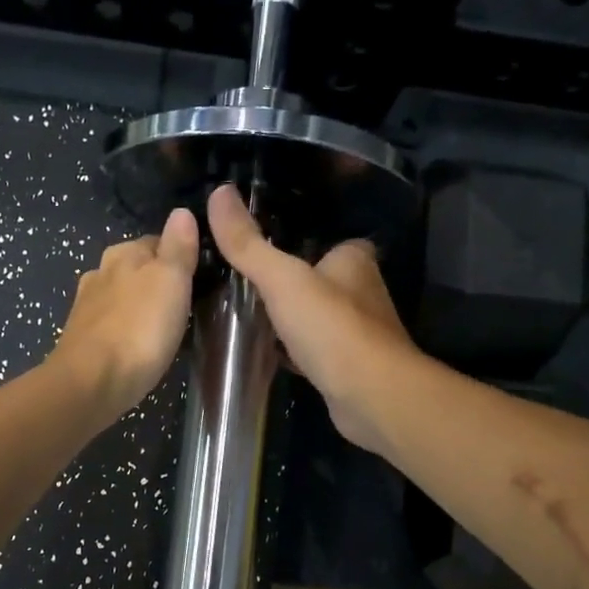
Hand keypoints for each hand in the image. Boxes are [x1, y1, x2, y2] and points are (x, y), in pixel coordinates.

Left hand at [53, 209, 198, 419]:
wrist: (91, 383)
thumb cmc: (139, 328)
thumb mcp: (171, 281)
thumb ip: (178, 247)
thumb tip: (181, 212)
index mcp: (123, 253)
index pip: (158, 241)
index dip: (179, 255)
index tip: (198, 275)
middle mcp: (100, 272)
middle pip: (137, 268)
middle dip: (156, 281)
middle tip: (184, 303)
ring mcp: (87, 306)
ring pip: (121, 296)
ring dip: (138, 305)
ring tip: (162, 325)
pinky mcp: (81, 338)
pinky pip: (110, 323)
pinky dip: (124, 328)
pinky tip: (134, 344)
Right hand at [206, 184, 420, 453]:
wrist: (370, 396)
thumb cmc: (331, 327)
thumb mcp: (282, 279)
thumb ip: (249, 243)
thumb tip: (218, 192)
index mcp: (354, 260)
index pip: (327, 241)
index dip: (299, 243)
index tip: (262, 249)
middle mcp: (362, 292)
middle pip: (319, 280)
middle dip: (290, 285)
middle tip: (243, 284)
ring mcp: (358, 333)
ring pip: (317, 317)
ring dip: (291, 319)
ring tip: (248, 316)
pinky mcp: (348, 367)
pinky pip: (315, 351)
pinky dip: (294, 351)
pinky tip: (268, 354)